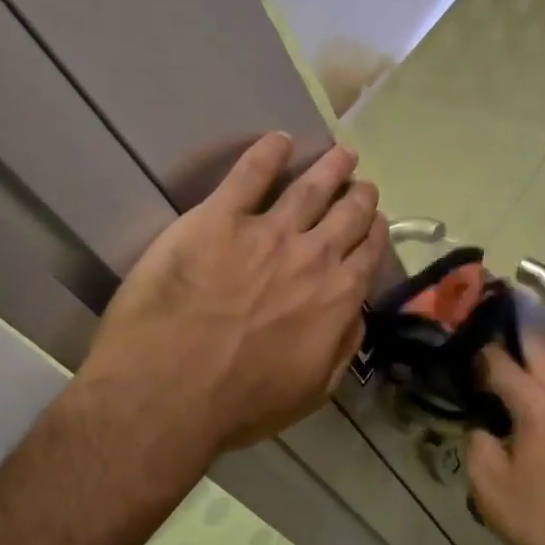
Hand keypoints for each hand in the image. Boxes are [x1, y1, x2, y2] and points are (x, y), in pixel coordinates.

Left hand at [80, 133, 386, 461]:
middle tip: (362, 183)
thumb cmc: (241, 404)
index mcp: (337, 298)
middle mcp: (312, 256)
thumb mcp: (312, 391)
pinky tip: (278, 139)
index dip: (375, 232)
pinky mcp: (218, 218)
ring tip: (340, 153)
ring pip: (309, 187)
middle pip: (347, 213)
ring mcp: (266, 231)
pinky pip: (249, 173)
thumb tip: (355, 313)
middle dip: (359, 195)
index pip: (368, 253)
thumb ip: (342, 346)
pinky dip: (268, 152)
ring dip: (330, 167)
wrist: (169, 392)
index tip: (375, 220)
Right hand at [467, 339, 544, 544]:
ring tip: (515, 390)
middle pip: (540, 351)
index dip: (480, 354)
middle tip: (490, 353)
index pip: (503, 362)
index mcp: (539, 406)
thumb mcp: (486, 482)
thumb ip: (478, 440)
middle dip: (514, 345)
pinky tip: (543, 421)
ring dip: (537, 374)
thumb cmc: (535, 517)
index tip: (466, 353)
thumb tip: (484, 424)